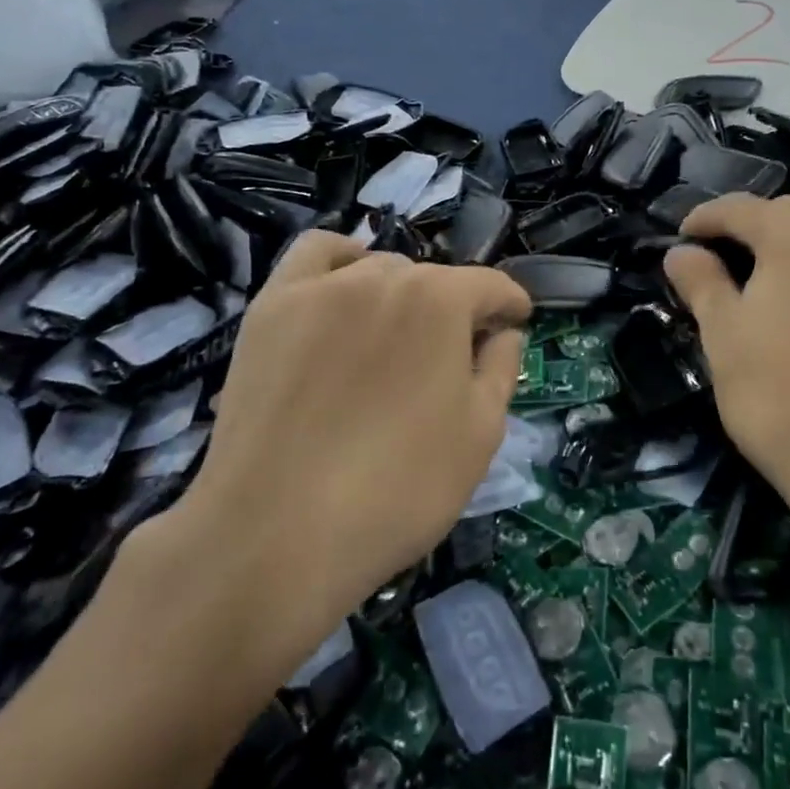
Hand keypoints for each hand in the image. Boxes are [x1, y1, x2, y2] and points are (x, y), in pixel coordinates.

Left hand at [144, 233, 528, 689]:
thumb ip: (502, 369)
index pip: (491, 286)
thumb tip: (502, 332)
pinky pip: (315, 254)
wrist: (276, 534)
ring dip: (401, 294)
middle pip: (434, 280)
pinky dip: (339, 261)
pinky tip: (343, 291)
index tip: (517, 323)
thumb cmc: (398, 489)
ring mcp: (322, 288)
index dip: (511, 305)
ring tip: (394, 341)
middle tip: (451, 361)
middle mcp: (385, 277)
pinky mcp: (272, 307)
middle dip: (454, 310)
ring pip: (379, 269)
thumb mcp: (480, 435)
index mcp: (442, 301)